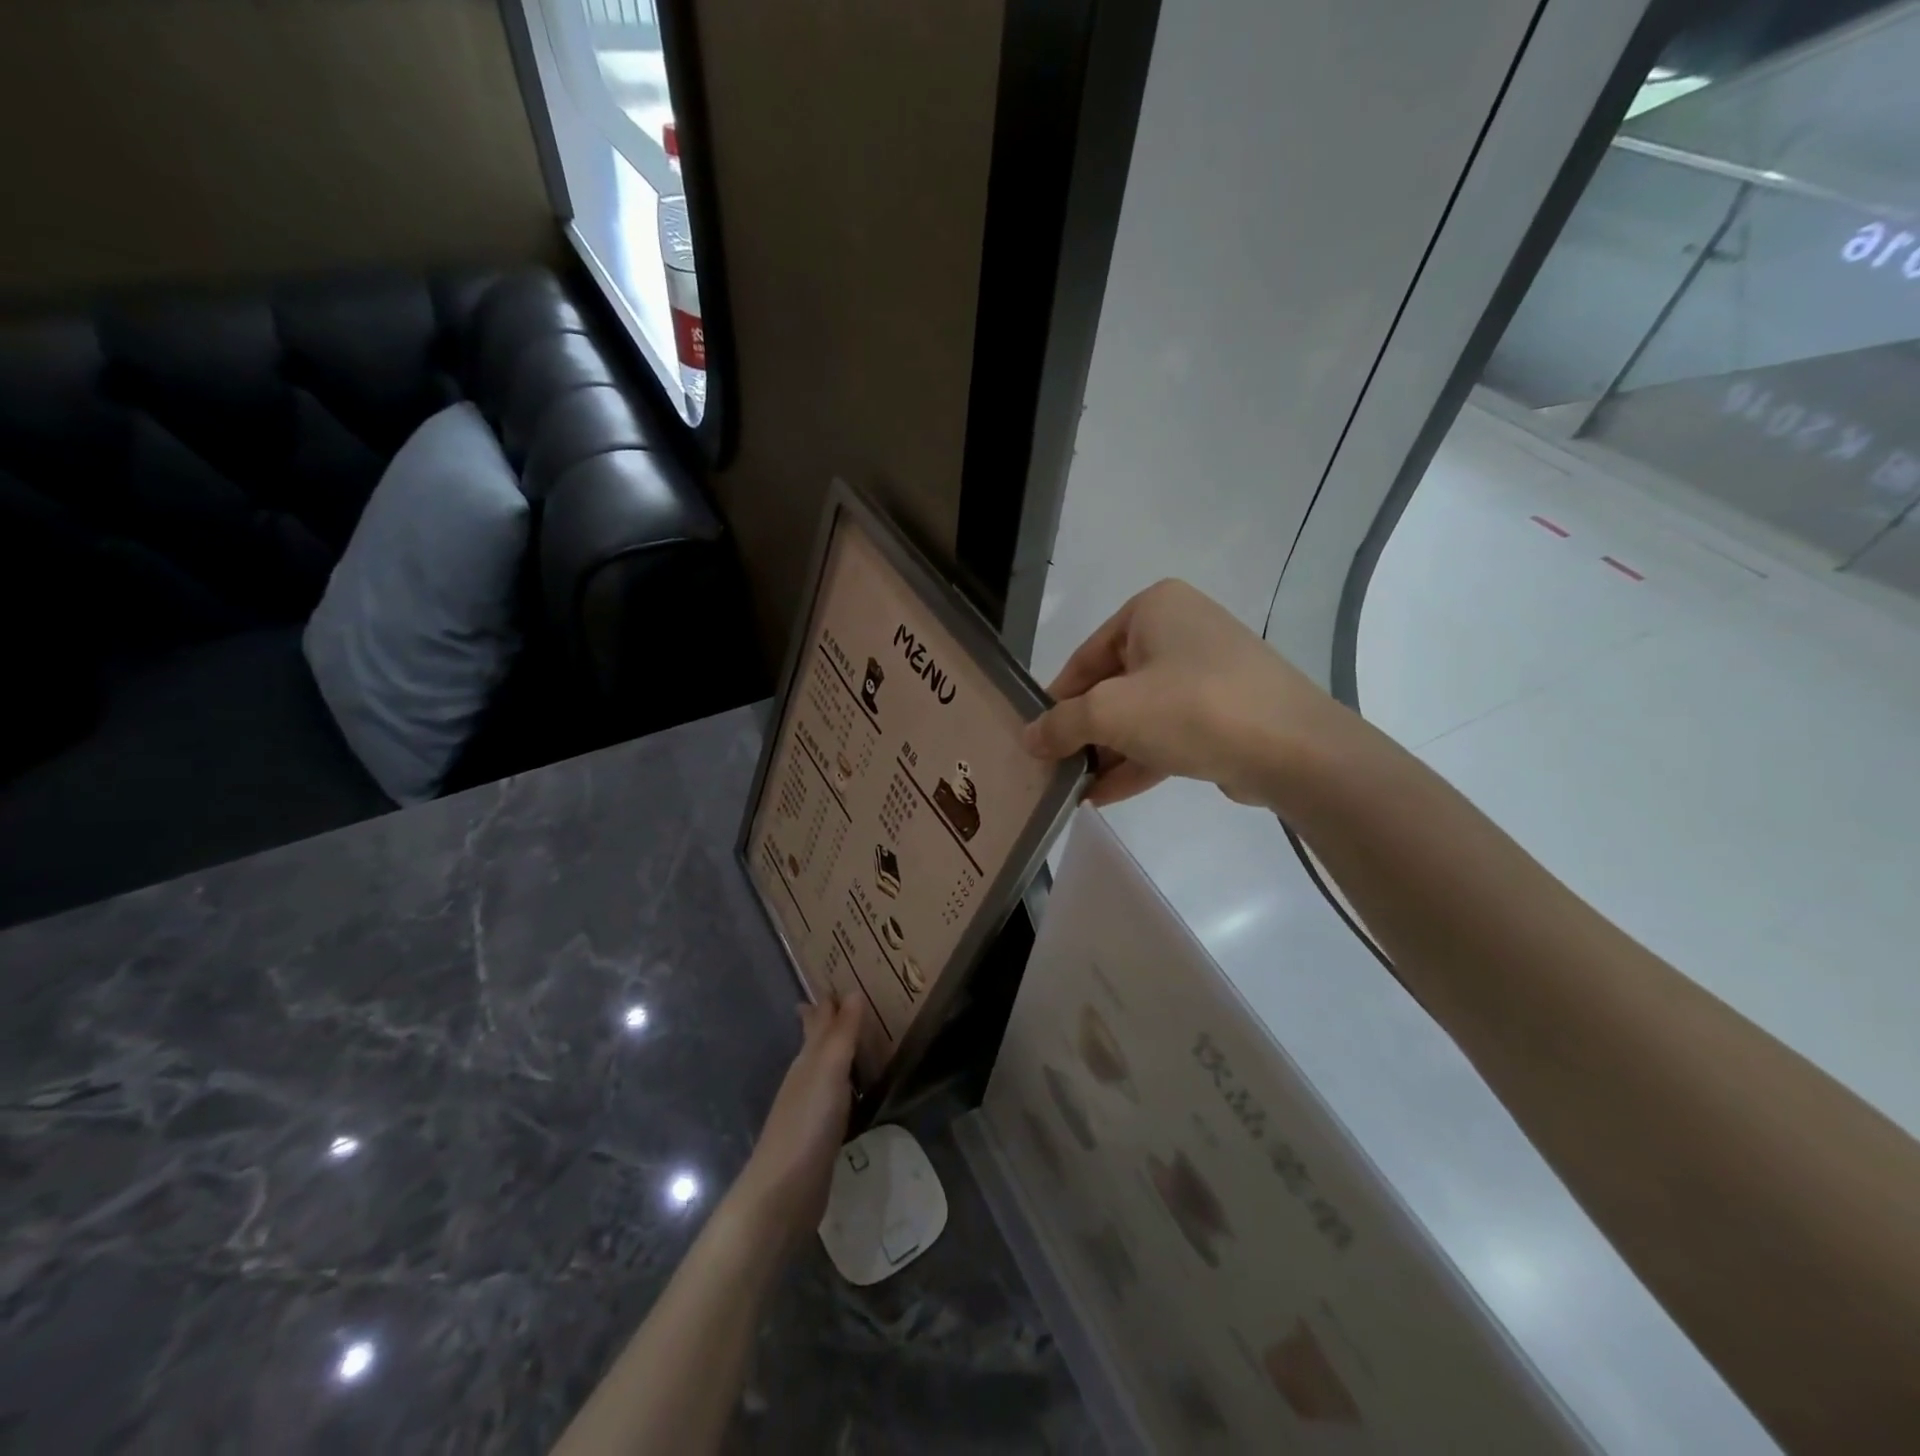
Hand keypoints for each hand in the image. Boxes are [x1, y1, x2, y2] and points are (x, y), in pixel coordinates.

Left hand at [732, 996, 861, 1247]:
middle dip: (825, 1022)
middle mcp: (805, 1078)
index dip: (826, 1003)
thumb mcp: (830, 1070)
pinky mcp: (817, 1136)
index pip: (817, 1021)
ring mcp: (808, 1108)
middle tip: (840, 1002)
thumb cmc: (808, 1123)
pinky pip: (833, 1097)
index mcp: (807, 1059)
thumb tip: (852, 990)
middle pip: (815, 1042)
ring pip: (824, 1069)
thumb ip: (843, 1033)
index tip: (835, 982)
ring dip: (836, 1052)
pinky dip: (842, 1085)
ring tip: (852, 1039)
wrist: (784, 1192)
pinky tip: (849, 1092)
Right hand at [1024, 579, 1345, 808]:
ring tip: (1074, 790)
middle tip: (1055, 769)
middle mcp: (1182, 630)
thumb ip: (1061, 724)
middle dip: (1085, 733)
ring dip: (1108, 753)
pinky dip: (1138, 761)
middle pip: (1113, 686)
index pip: (1085, 657)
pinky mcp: (1227, 712)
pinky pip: (1169, 733)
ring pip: (1142, 714)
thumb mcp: (1111, 712)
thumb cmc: (1191, 708)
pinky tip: (1105, 796)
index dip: (1056, 701)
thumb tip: (1029, 738)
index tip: (1037, 739)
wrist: (1293, 749)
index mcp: (1153, 609)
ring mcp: (1209, 672)